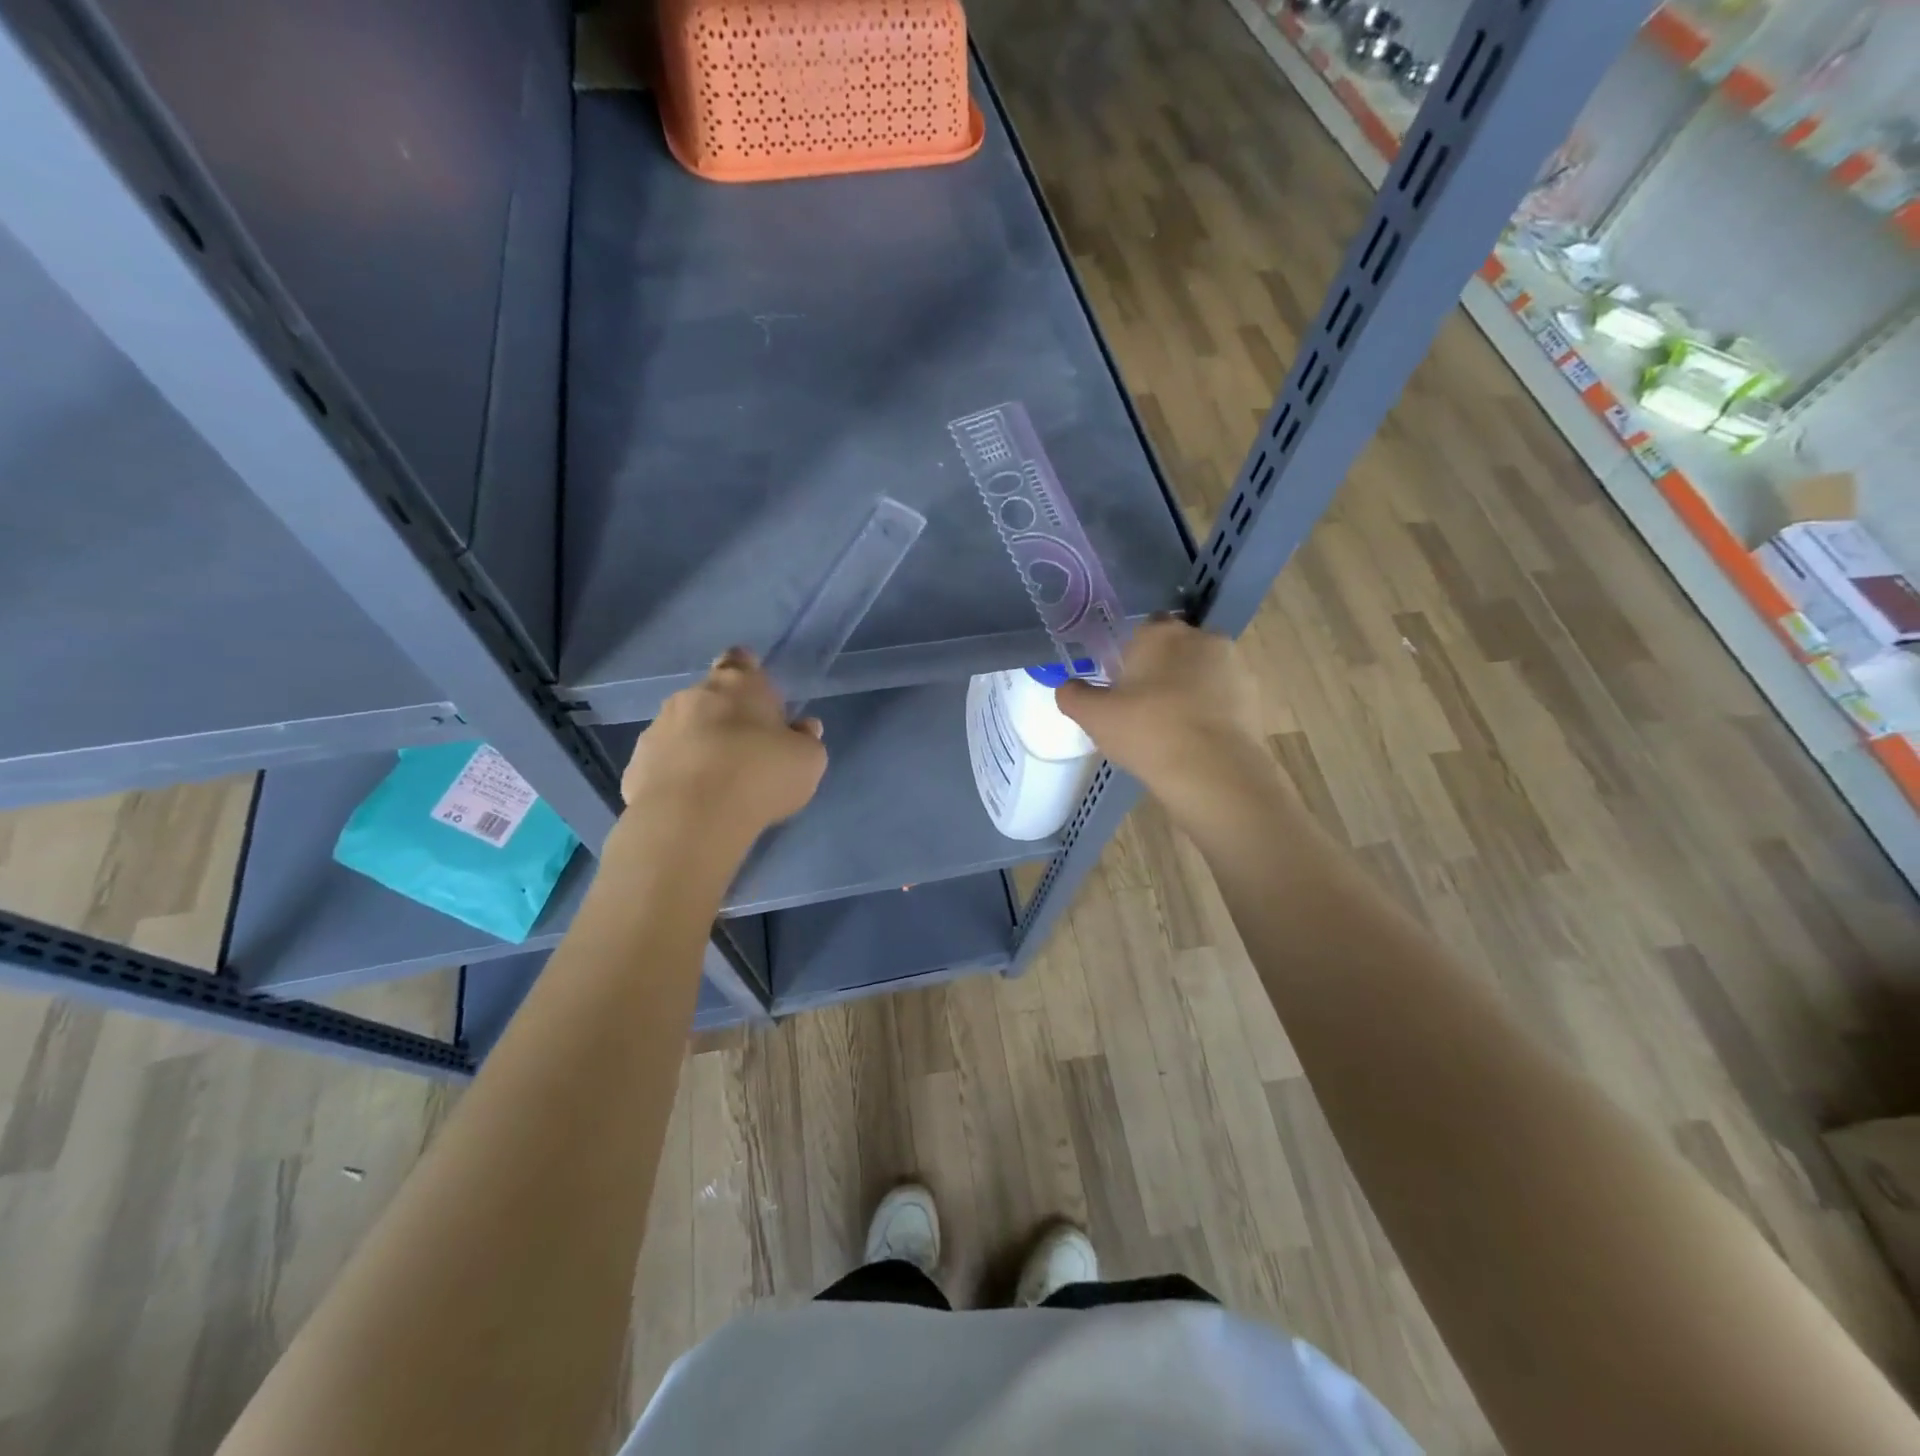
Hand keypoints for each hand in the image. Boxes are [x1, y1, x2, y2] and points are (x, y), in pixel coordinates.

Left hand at [615, 648, 826, 854]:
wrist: (691, 818)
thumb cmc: (760, 776)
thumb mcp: (807, 761)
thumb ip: (806, 739)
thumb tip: (802, 728)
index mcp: (739, 685)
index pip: (740, 661)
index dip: (747, 671)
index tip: (756, 692)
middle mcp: (693, 697)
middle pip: (709, 696)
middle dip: (724, 715)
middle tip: (745, 748)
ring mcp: (658, 729)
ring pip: (682, 729)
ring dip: (697, 745)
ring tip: (717, 781)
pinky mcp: (635, 765)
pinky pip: (662, 763)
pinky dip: (675, 775)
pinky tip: (691, 801)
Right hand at [1055, 618, 1272, 824]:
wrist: (1214, 772)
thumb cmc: (1147, 732)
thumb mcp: (1094, 717)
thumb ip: (1073, 696)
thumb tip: (1067, 688)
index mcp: (1160, 633)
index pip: (1142, 630)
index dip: (1130, 657)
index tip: (1121, 686)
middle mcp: (1202, 638)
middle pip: (1175, 650)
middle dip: (1162, 672)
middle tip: (1142, 710)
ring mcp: (1234, 667)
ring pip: (1201, 674)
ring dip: (1188, 692)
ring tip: (1170, 731)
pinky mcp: (1254, 697)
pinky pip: (1222, 699)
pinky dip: (1210, 714)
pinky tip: (1195, 743)